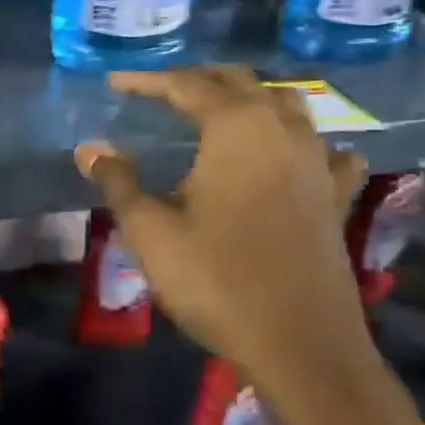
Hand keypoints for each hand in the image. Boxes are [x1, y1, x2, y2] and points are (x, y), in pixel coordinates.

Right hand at [75, 67, 417, 424]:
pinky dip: (301, 140)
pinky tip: (293, 155)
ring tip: (219, 108)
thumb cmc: (216, 280)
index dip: (147, 81)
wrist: (301, 345)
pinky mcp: (335, 196)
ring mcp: (316, 161)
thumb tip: (89, 148)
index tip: (115, 81)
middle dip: (197, 79)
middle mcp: (281, 130)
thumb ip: (118, 182)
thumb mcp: (150, 231)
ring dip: (249, 96)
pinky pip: (324, 149)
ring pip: (286, 104)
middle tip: (160, 90)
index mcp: (235, 128)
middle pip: (239, 82)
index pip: (186, 85)